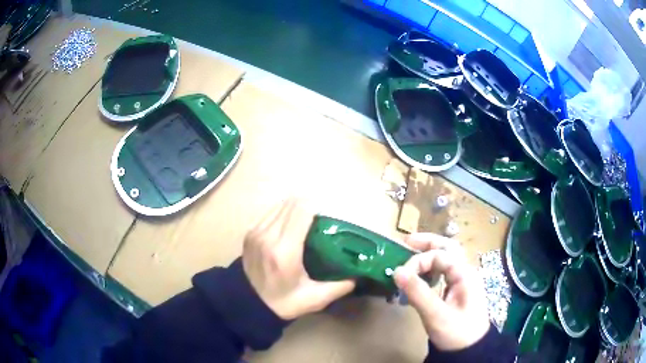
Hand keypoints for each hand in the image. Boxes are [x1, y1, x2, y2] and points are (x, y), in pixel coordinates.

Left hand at [242, 199, 355, 319]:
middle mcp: (268, 236)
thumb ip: (339, 287)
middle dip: (309, 204)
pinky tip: (291, 226)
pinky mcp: (250, 233)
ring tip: (307, 220)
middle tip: (321, 217)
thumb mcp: (314, 299)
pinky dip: (283, 213)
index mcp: (284, 251)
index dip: (317, 206)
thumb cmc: (282, 303)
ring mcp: (256, 232)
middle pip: (291, 203)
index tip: (328, 214)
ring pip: (280, 205)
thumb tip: (358, 275)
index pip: (301, 211)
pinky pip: (270, 213)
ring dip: (295, 208)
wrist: (247, 304)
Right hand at [394, 233, 489, 350]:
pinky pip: (444, 272)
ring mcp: (462, 280)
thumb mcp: (436, 315)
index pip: (438, 255)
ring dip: (429, 253)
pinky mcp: (457, 290)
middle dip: (426, 243)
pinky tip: (420, 276)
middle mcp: (465, 271)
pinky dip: (431, 269)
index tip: (400, 276)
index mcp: (464, 273)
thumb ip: (417, 292)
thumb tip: (396, 271)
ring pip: (446, 258)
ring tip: (410, 253)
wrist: (471, 349)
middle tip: (405, 242)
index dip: (417, 261)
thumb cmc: (457, 332)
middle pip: (447, 247)